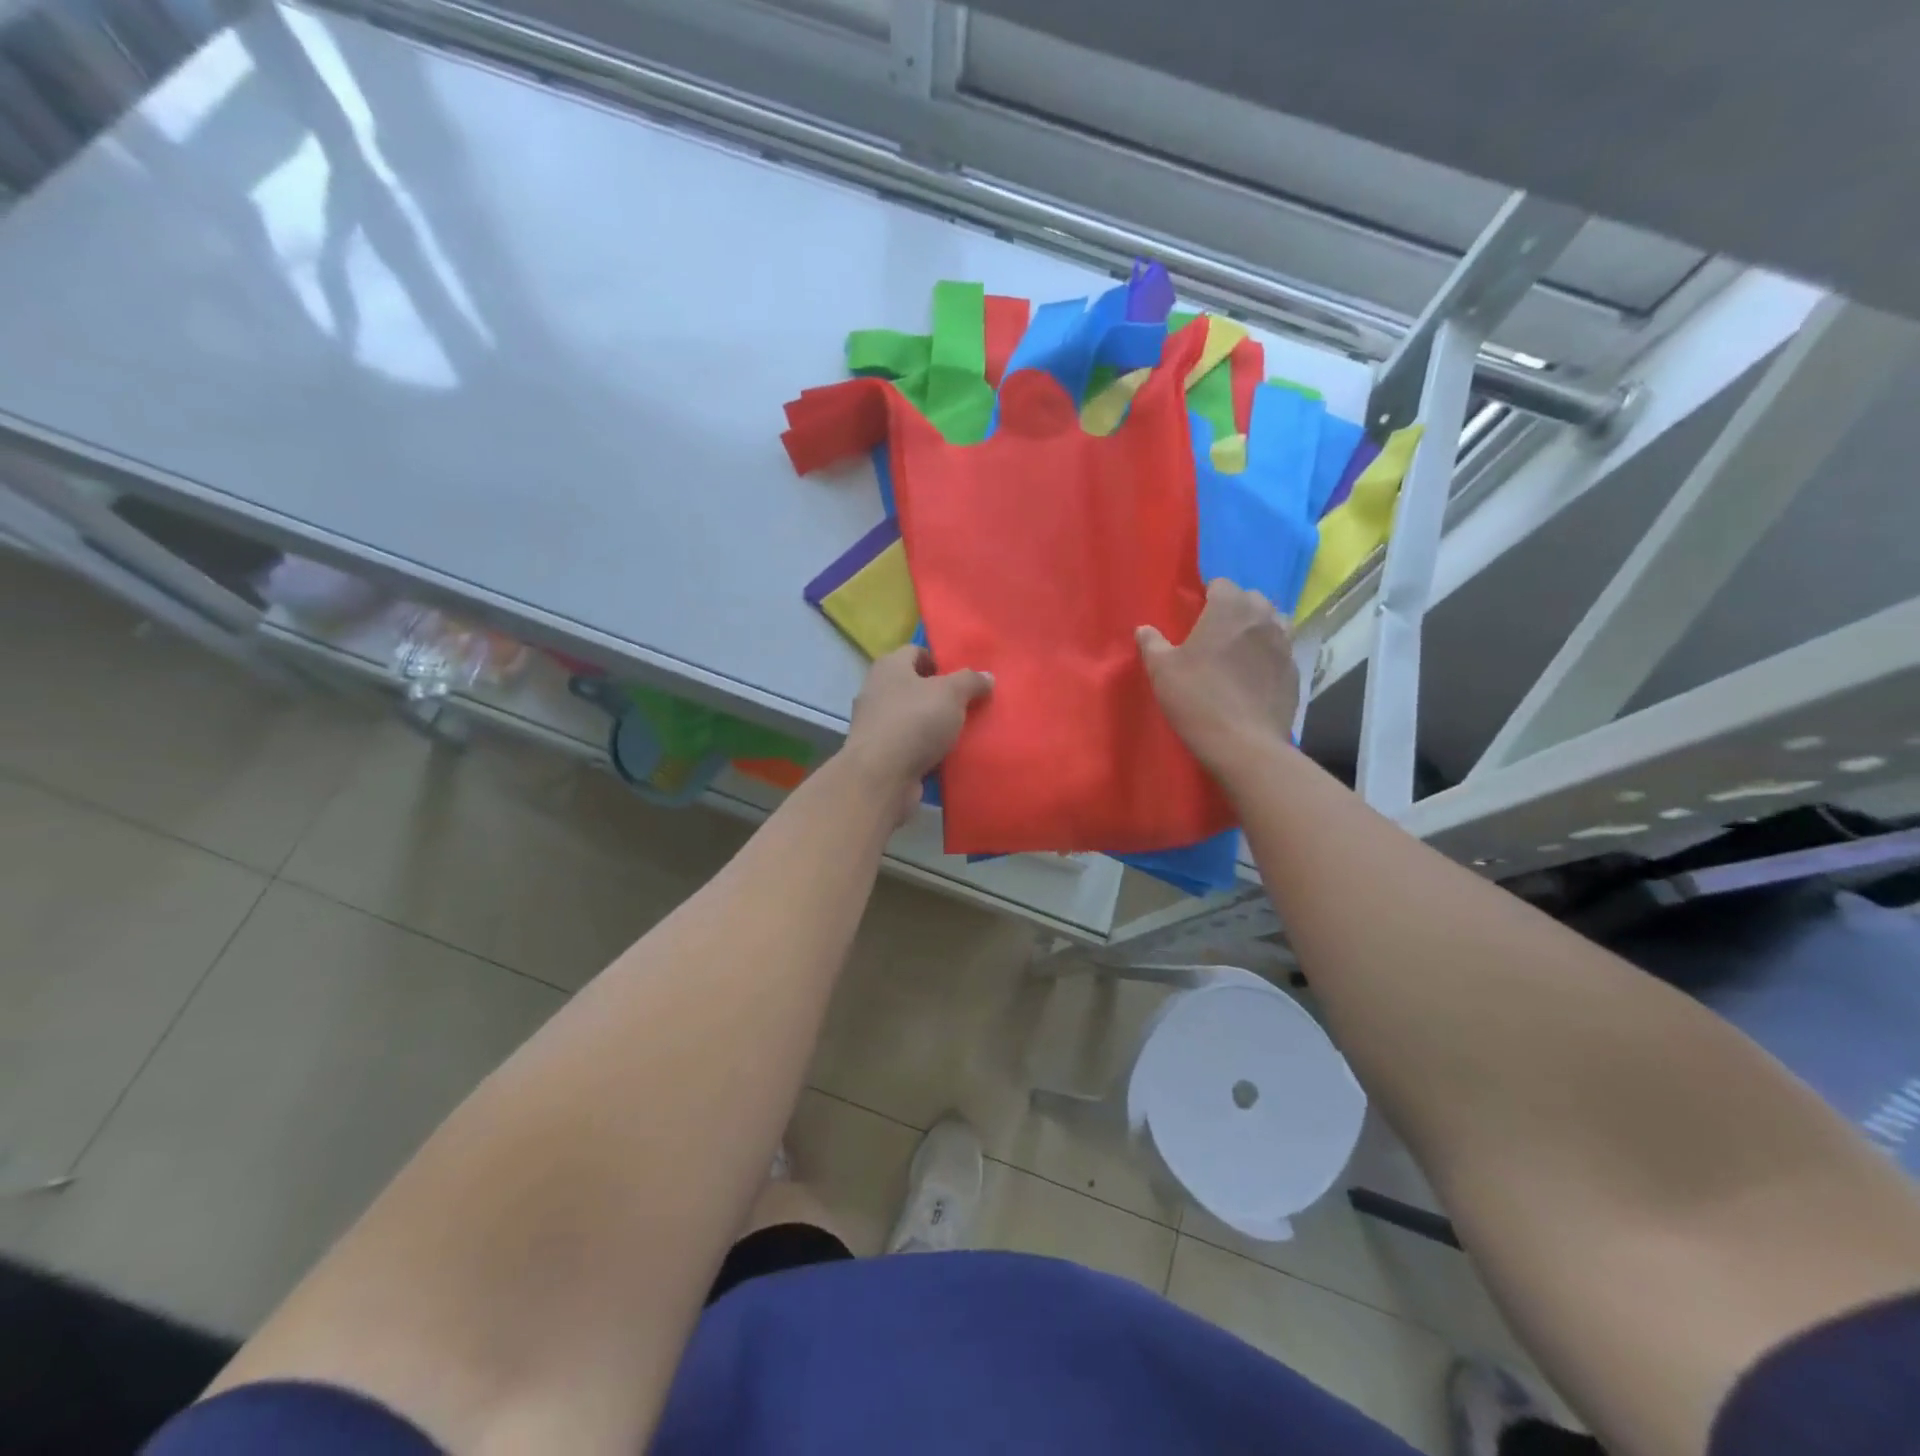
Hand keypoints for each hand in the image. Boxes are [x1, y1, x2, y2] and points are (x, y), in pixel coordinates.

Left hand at [841, 645, 992, 821]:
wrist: (881, 776)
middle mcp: (876, 690)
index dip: (939, 661)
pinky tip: (944, 756)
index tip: (962, 679)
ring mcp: (873, 723)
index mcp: (889, 666)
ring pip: (910, 717)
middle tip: (965, 706)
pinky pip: (907, 744)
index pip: (915, 651)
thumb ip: (971, 681)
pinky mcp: (877, 753)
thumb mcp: (952, 693)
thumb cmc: (915, 722)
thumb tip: (987, 676)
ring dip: (932, 724)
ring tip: (959, 733)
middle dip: (939, 695)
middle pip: (913, 685)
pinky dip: (923, 748)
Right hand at [1137, 580, 1299, 779]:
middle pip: (1252, 599)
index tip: (1196, 612)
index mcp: (1229, 609)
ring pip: (1274, 622)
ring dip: (1258, 627)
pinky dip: (1269, 654)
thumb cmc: (1197, 699)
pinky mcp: (1294, 671)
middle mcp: (1262, 618)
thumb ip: (1152, 644)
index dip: (1208, 595)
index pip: (1222, 585)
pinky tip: (1255, 674)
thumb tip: (1144, 629)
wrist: (1243, 743)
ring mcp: (1284, 644)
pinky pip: (1282, 651)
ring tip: (1240, 648)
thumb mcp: (1162, 671)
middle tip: (1216, 630)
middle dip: (1236, 607)